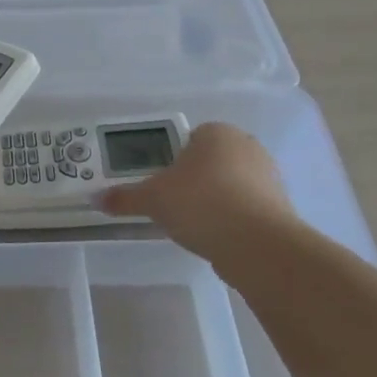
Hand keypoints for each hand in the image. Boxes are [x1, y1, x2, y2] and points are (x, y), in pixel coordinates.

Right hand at [94, 122, 296, 262]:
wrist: (257, 244)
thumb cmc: (199, 204)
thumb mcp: (152, 200)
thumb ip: (124, 198)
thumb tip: (94, 199)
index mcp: (216, 132)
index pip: (190, 138)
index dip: (173, 160)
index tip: (163, 184)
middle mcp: (247, 146)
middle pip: (211, 160)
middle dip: (195, 180)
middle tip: (175, 204)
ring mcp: (269, 176)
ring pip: (232, 184)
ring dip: (216, 200)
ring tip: (195, 226)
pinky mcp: (281, 207)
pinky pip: (248, 208)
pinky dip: (233, 219)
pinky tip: (218, 238)